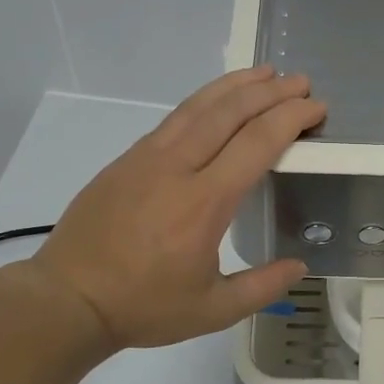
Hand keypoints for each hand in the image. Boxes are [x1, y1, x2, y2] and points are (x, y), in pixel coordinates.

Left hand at [26, 66, 325, 353]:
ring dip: (236, 85)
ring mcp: (147, 157)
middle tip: (300, 82)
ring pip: (198, 106)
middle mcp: (178, 168)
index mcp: (204, 203)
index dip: (291, 118)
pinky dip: (203, 100)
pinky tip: (216, 100)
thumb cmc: (143, 306)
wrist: (68, 298)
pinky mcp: (127, 159)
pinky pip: (174, 118)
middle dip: (271, 91)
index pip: (257, 143)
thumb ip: (262, 286)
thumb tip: (300, 266)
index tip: (315, 108)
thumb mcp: (212, 310)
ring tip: (265, 72)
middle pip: (230, 112)